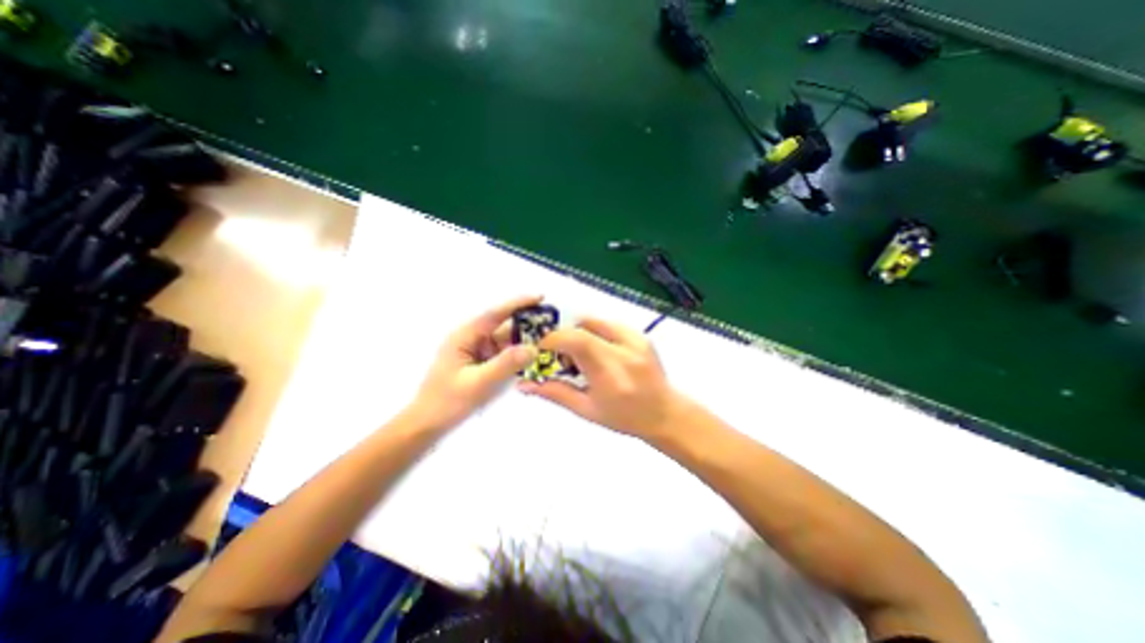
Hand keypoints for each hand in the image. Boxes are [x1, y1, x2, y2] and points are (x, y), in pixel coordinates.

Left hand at [407, 294, 542, 426]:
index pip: (495, 314)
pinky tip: (532, 360)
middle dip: (527, 326)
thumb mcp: (477, 383)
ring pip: (505, 342)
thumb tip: (533, 348)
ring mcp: (476, 352)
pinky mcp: (480, 363)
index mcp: (465, 336)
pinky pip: (503, 355)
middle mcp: (472, 339)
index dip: (518, 304)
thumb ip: (505, 364)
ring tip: (548, 344)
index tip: (540, 297)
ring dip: (524, 342)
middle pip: (503, 327)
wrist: (426, 425)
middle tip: (553, 328)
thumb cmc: (446, 402)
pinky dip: (517, 355)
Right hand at [520, 318, 688, 441]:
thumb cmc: (624, 418)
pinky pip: (608, 324)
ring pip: (594, 321)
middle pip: (582, 326)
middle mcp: (623, 350)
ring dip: (579, 333)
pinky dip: (595, 333)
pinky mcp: (641, 335)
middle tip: (562, 358)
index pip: (576, 340)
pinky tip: (598, 353)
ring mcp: (635, 339)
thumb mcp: (586, 410)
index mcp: (609, 372)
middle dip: (564, 337)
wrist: (664, 413)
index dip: (553, 339)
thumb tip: (523, 385)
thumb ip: (554, 393)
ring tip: (581, 357)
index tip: (542, 350)